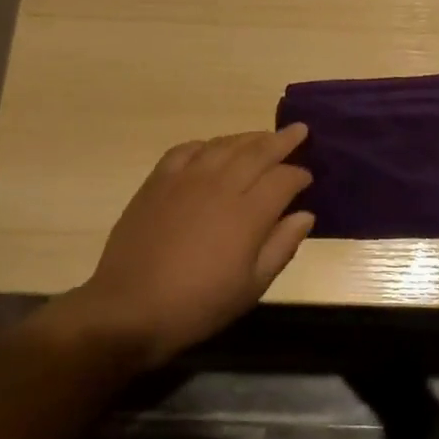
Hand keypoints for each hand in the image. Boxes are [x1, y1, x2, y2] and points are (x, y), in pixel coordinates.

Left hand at [61, 126, 313, 367]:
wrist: (130, 307)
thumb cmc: (198, 305)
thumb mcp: (251, 287)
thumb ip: (282, 246)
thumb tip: (305, 215)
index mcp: (248, 213)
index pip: (284, 179)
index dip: (300, 175)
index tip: (308, 178)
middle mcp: (221, 185)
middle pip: (258, 151)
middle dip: (283, 140)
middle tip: (299, 130)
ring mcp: (187, 178)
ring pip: (225, 144)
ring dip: (249, 137)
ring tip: (263, 137)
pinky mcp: (159, 180)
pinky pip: (188, 149)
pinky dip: (207, 144)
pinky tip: (213, 149)